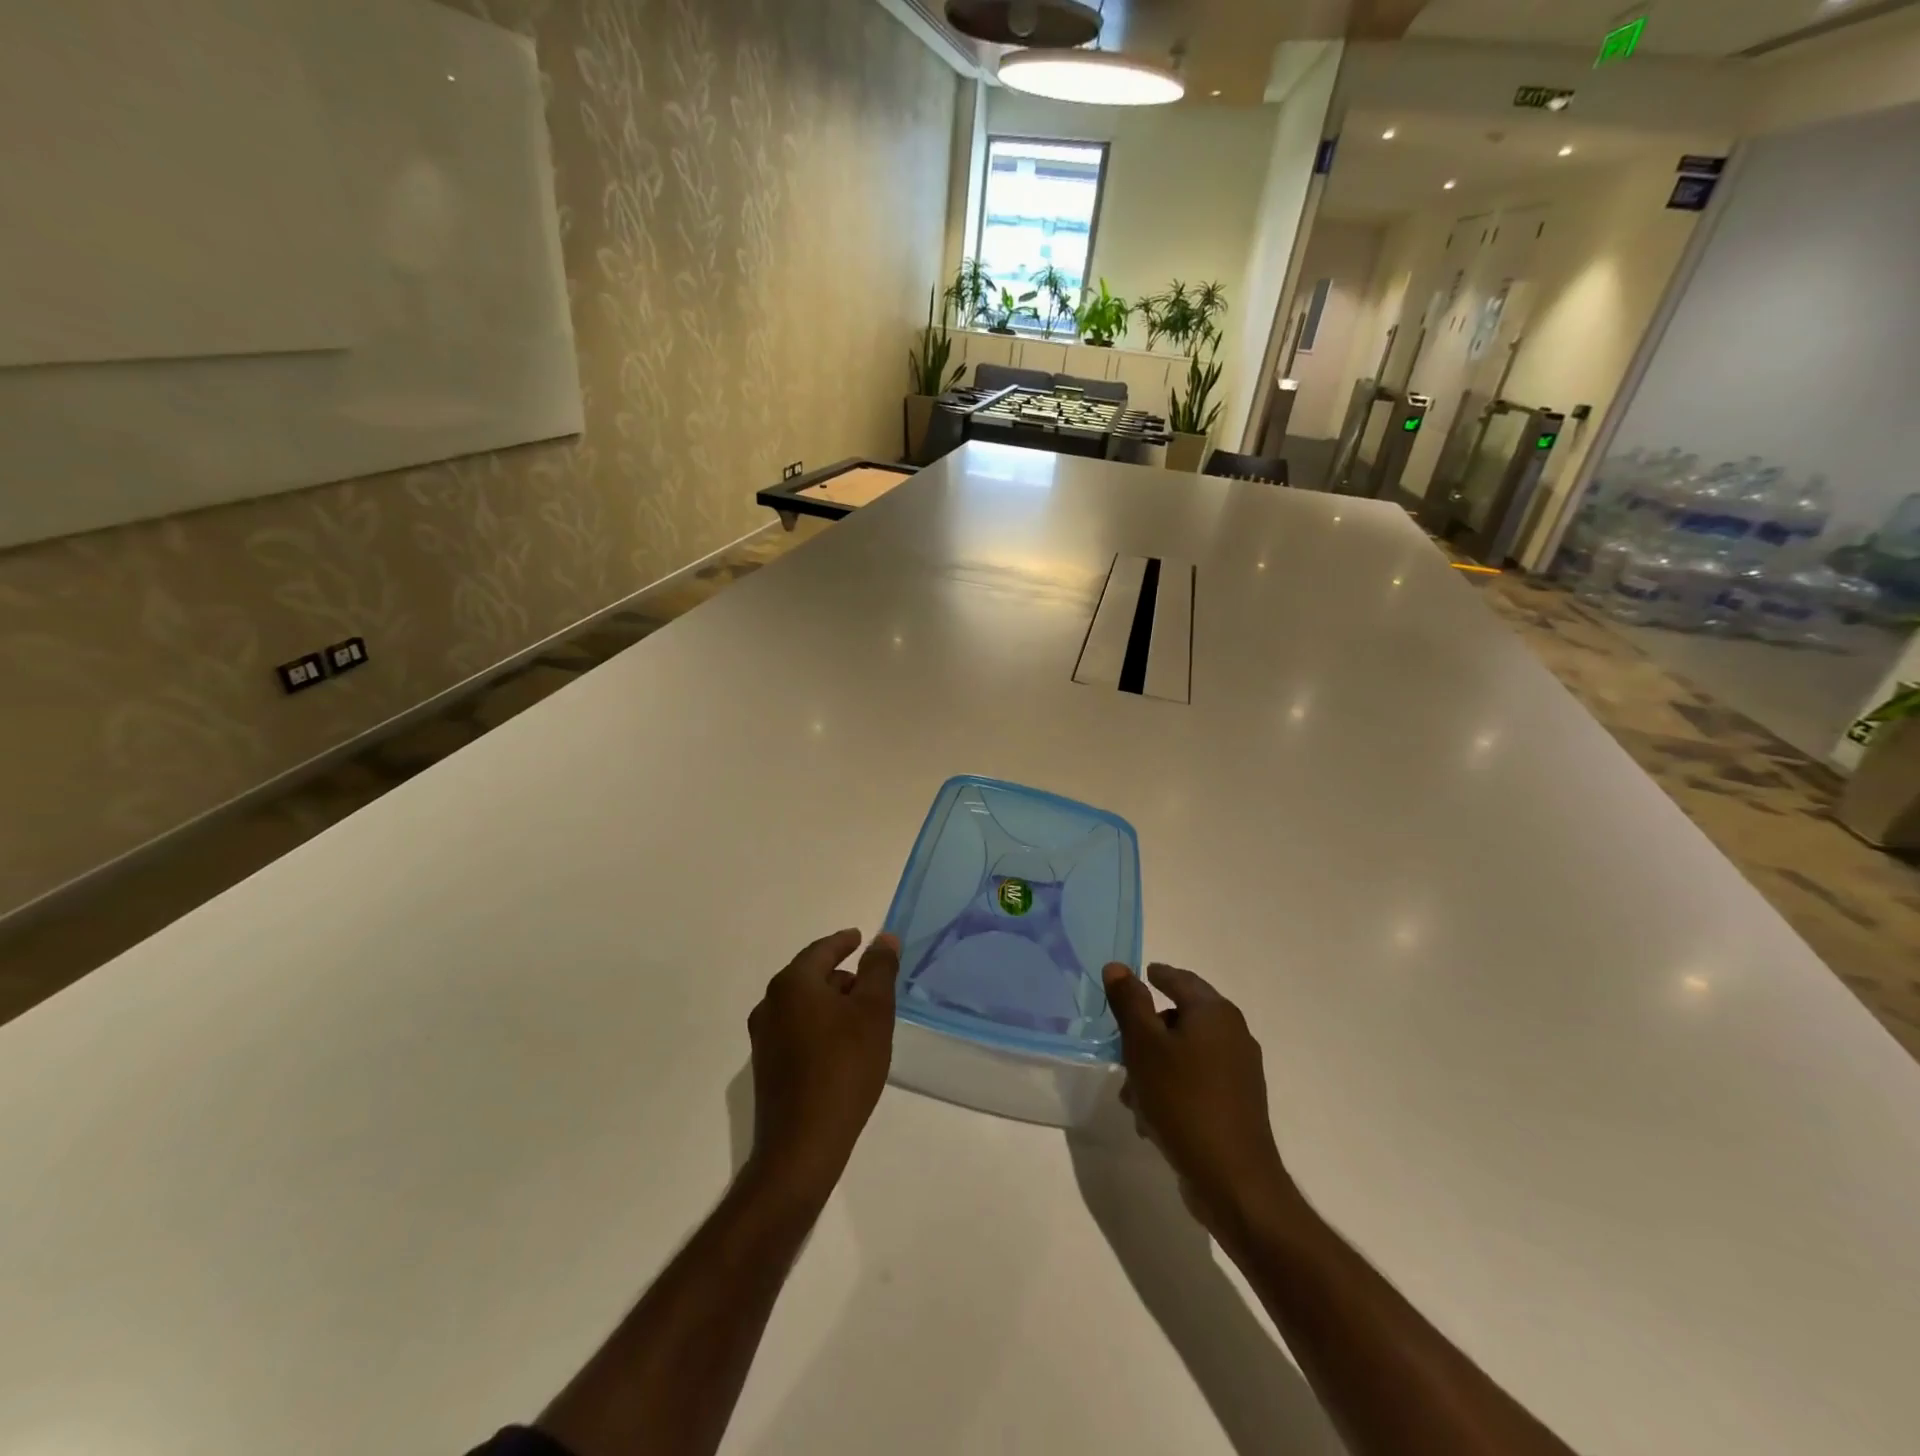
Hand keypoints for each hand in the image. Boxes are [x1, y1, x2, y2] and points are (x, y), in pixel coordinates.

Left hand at [746, 930, 899, 1201]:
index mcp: (792, 984)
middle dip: (841, 976)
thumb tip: (883, 938)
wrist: (802, 1146)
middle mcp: (770, 1005)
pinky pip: (797, 1031)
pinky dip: (820, 1027)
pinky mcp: (767, 1068)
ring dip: (831, 1004)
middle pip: (810, 977)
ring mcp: (764, 1038)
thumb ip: (879, 970)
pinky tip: (842, 1047)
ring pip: (803, 1006)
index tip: (859, 937)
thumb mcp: (873, 1012)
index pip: (821, 950)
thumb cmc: (844, 1067)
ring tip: (862, 1017)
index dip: (843, 941)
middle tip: (871, 983)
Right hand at [1102, 962, 1298, 1250]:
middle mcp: (1233, 1035)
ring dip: (1154, 1067)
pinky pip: (1195, 1083)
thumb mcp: (1144, 1045)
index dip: (1157, 975)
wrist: (1233, 1180)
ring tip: (1130, 1095)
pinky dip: (1171, 1089)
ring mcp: (1238, 1072)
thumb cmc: (1183, 1101)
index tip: (1140, 974)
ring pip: (1184, 1055)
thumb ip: (1129, 1003)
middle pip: (1181, 1018)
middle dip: (1147, 1033)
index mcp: (1214, 1013)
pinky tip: (1150, 1118)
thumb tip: (1118, 966)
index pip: (1180, 979)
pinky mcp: (1236, 1104)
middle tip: (1121, 1046)